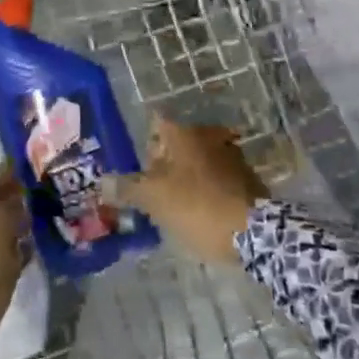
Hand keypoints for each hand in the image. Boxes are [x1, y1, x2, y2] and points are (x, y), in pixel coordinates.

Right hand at [120, 115, 266, 263]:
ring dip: (186, 177)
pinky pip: (217, 179)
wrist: (256, 233)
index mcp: (184, 134)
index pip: (156, 124)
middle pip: (177, 144)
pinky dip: (207, 189)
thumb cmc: (197, 206)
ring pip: (198, 161)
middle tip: (151, 189)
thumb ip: (127, 188)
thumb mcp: (154, 200)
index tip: (136, 166)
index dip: (143, 144)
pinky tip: (200, 212)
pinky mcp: (249, 179)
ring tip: (174, 204)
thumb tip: (102, 182)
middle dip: (164, 163)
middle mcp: (208, 136)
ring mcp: (232, 156)